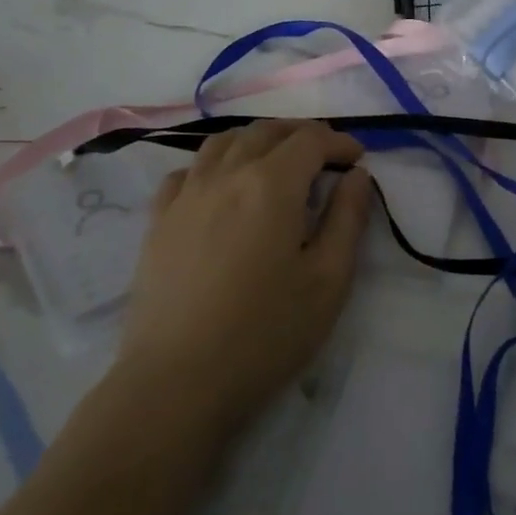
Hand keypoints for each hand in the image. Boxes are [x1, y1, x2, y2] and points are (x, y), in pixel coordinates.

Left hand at [113, 121, 372, 440]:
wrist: (176, 383)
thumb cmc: (265, 333)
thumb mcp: (328, 280)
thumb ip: (347, 219)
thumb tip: (357, 176)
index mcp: (271, 184)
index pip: (310, 140)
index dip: (339, 142)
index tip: (357, 160)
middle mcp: (226, 175)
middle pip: (266, 131)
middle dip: (301, 135)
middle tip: (324, 157)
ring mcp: (186, 195)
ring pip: (223, 142)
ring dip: (257, 140)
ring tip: (275, 162)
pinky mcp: (158, 221)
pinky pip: (187, 171)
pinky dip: (213, 165)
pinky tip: (221, 188)